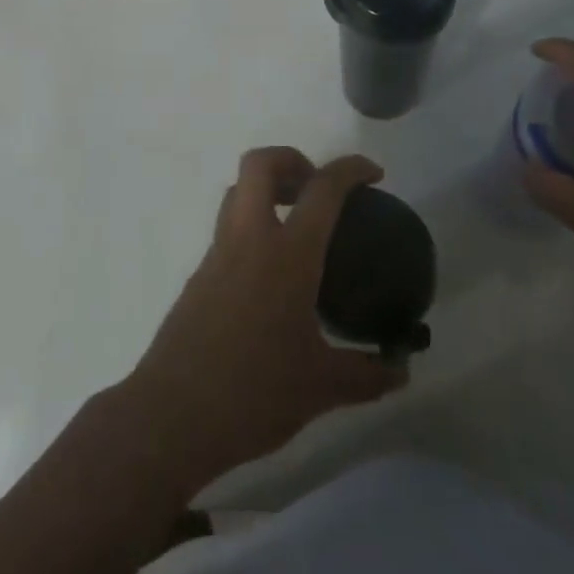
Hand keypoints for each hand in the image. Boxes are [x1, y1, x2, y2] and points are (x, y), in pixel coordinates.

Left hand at [121, 148, 407, 490]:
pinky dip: (253, 228)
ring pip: (238, 193)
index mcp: (286, 254)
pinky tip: (273, 276)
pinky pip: (229, 229)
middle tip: (318, 190)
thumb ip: (366, 374)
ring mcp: (218, 253)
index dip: (350, 169)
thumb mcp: (321, 387)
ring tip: (299, 227)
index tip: (373, 174)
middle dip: (292, 159)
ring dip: (268, 191)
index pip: (322, 189)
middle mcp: (248, 238)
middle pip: (260, 164)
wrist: (173, 414)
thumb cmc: (254, 392)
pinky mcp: (200, 274)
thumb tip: (400, 370)